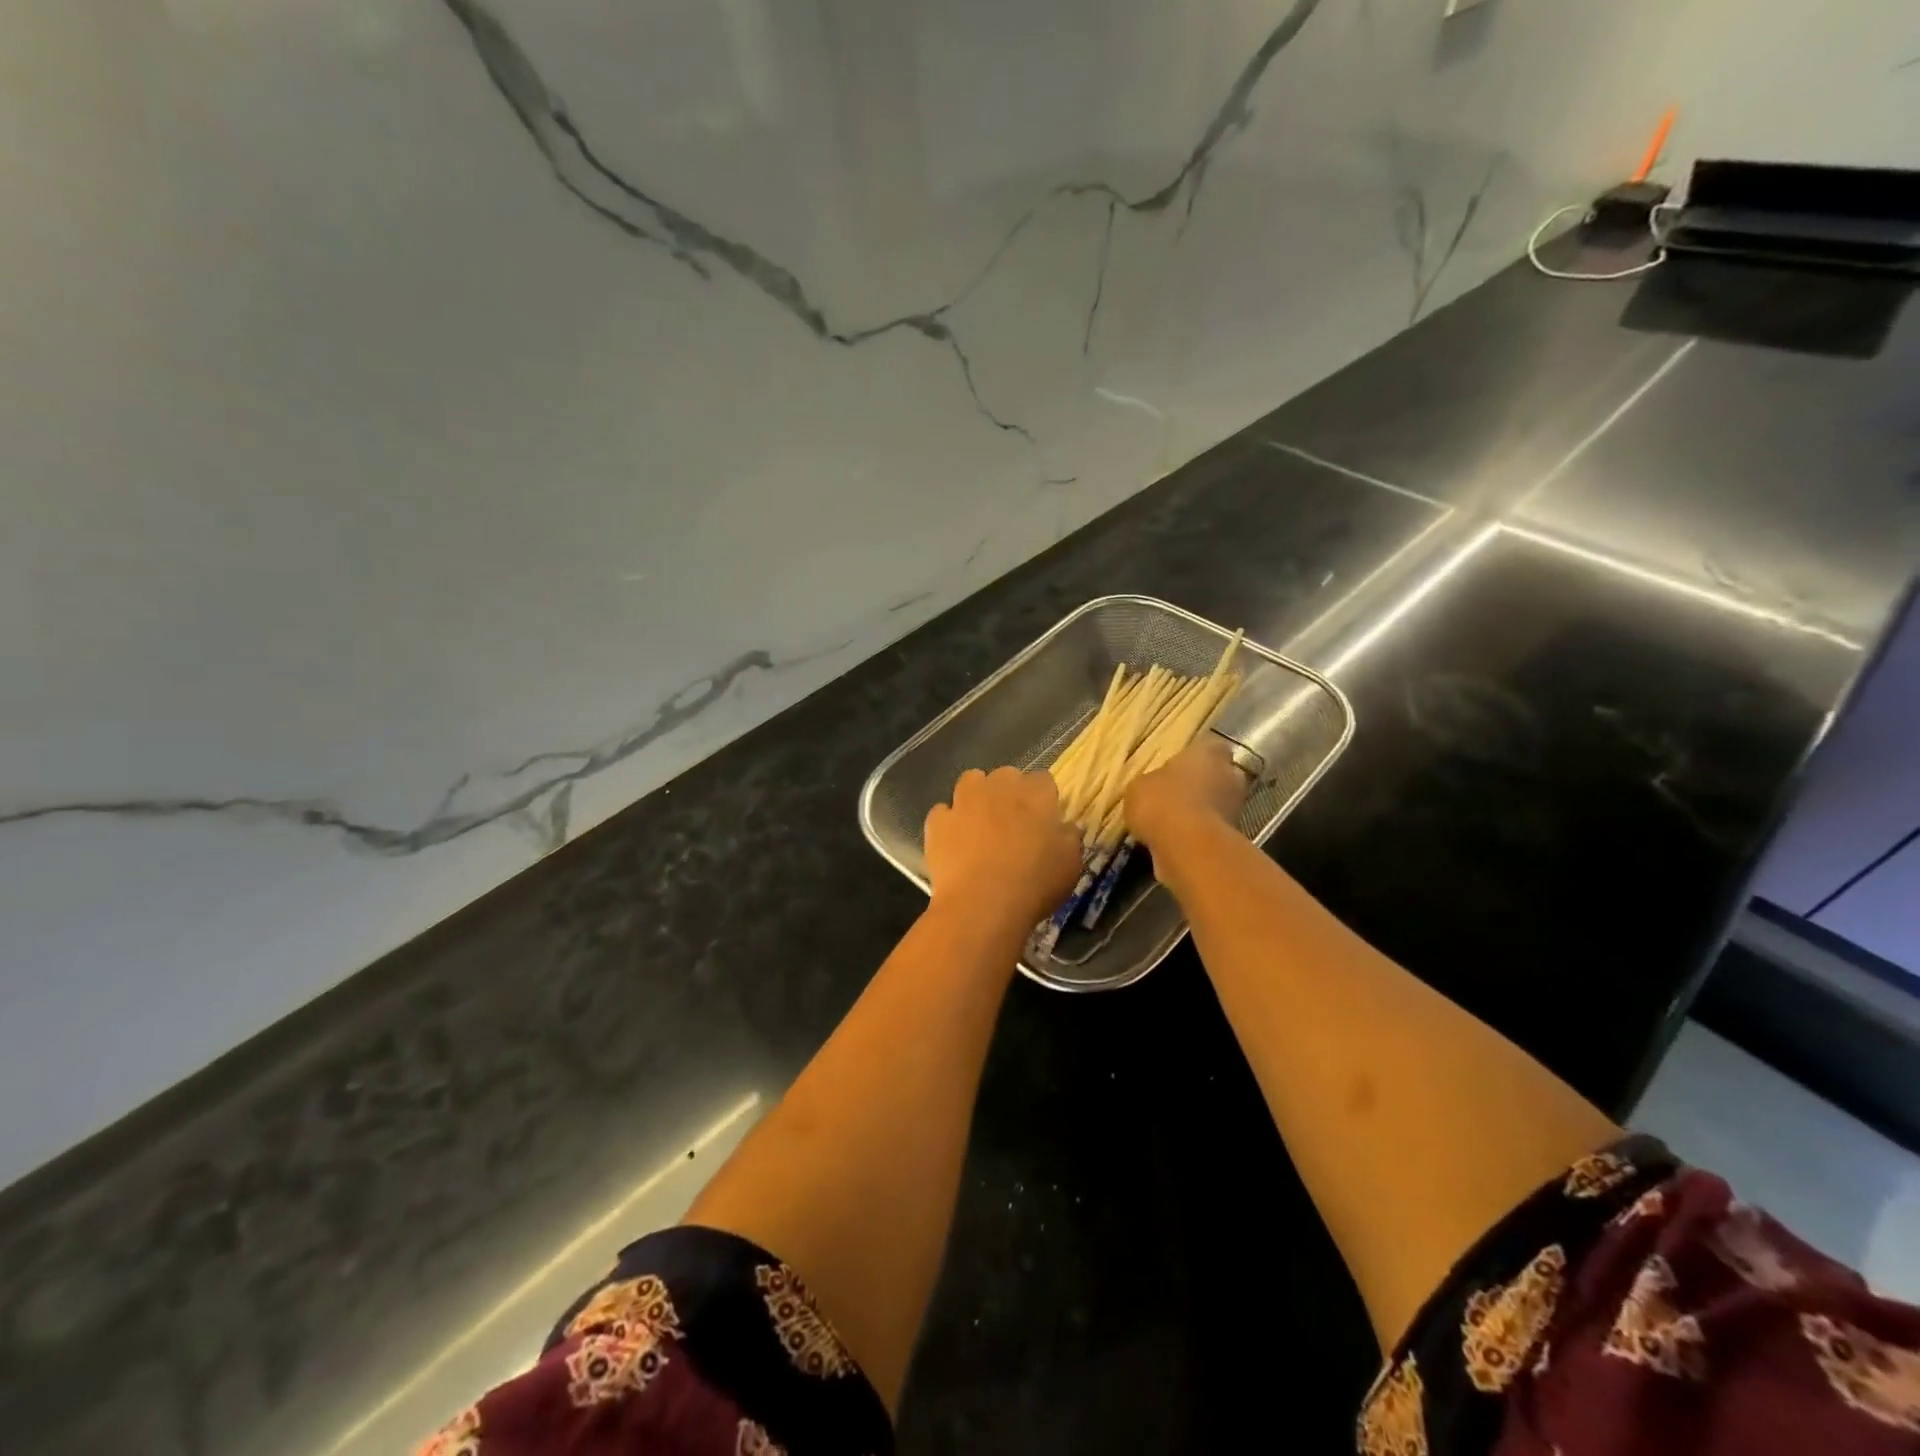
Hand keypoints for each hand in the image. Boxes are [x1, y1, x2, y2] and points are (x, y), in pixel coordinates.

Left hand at [924, 767, 1082, 927]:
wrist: (982, 904)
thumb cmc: (1034, 884)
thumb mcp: (1070, 865)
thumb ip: (1069, 838)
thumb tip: (1066, 827)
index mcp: (1035, 795)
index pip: (1043, 780)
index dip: (1043, 799)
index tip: (1043, 820)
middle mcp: (999, 787)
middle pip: (1006, 775)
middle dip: (1009, 792)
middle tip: (1013, 822)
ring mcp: (964, 801)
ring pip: (971, 781)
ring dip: (977, 795)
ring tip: (980, 822)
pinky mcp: (938, 820)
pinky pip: (943, 812)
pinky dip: (948, 822)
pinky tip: (954, 842)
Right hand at [1124, 737, 1248, 851]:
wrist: (1186, 847)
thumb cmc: (1162, 802)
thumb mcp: (1139, 786)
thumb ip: (1153, 782)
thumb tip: (1156, 788)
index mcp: (1209, 753)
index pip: (1211, 746)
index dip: (1197, 756)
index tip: (1180, 766)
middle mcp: (1230, 776)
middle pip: (1219, 776)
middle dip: (1202, 785)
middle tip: (1174, 795)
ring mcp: (1236, 809)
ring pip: (1217, 805)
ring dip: (1200, 812)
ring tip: (1170, 823)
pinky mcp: (1233, 839)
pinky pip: (1211, 831)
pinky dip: (1197, 836)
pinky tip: (1174, 842)